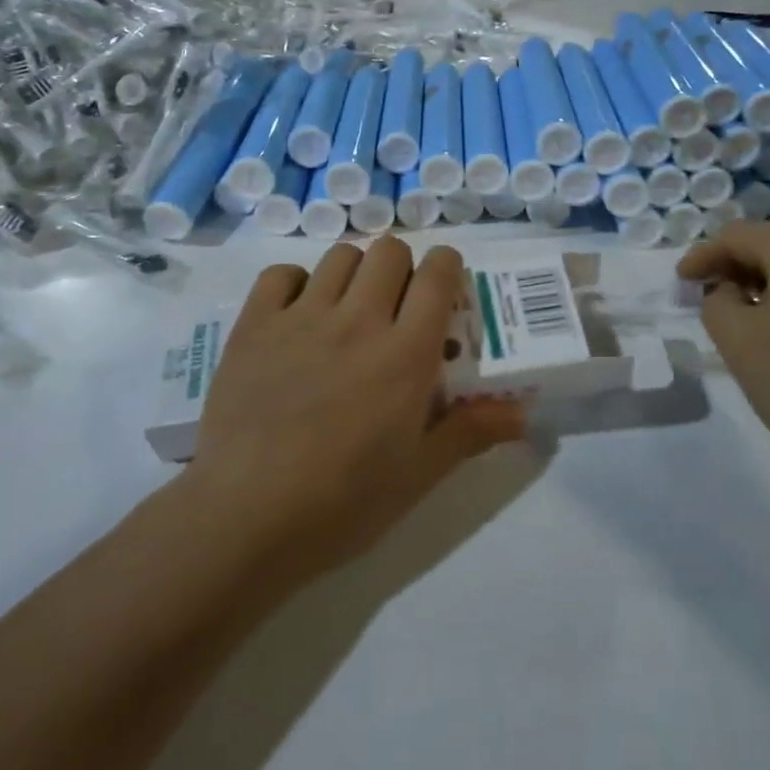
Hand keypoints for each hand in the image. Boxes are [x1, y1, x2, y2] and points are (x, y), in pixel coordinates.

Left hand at [187, 238, 525, 581]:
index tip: (444, 284)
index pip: (437, 274)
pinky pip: (281, 275)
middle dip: (401, 267)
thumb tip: (525, 412)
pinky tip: (297, 314)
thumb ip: (471, 431)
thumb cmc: (342, 503)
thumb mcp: (418, 475)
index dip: (446, 266)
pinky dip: (295, 283)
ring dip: (354, 272)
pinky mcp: (255, 325)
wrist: (245, 517)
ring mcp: (302, 317)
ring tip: (349, 308)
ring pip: (340, 256)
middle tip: (396, 304)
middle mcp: (358, 320)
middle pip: (389, 251)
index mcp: (405, 353)